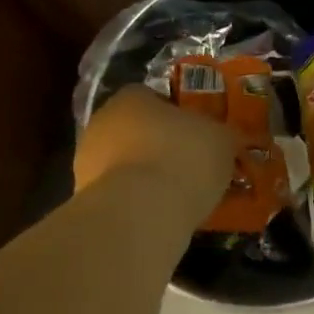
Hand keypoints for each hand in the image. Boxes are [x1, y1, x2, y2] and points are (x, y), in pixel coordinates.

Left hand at [75, 85, 233, 223]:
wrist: (141, 211)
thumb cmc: (183, 157)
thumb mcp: (222, 140)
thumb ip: (224, 135)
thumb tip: (229, 138)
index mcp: (131, 96)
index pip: (152, 97)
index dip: (176, 115)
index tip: (196, 135)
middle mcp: (102, 122)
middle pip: (135, 130)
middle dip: (158, 146)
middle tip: (188, 166)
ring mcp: (87, 162)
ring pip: (123, 163)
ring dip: (144, 176)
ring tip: (177, 197)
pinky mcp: (84, 199)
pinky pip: (118, 195)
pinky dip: (135, 203)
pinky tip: (158, 217)